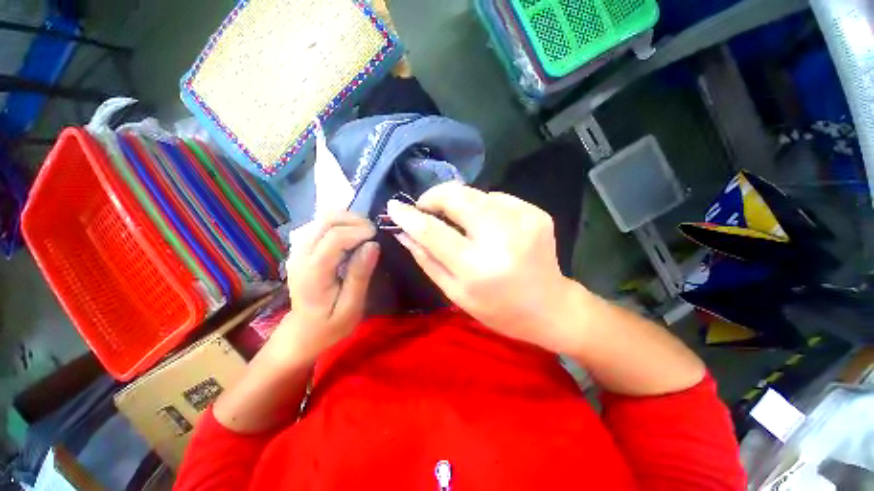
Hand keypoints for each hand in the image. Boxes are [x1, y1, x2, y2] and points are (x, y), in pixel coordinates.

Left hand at [268, 212, 379, 363]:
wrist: (303, 332)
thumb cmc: (330, 325)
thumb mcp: (351, 307)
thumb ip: (360, 276)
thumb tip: (373, 245)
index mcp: (314, 272)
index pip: (335, 238)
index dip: (358, 231)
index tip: (376, 236)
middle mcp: (301, 256)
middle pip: (326, 221)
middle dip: (353, 220)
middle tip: (372, 231)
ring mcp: (298, 250)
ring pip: (322, 219)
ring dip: (346, 219)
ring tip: (364, 231)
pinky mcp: (301, 249)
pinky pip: (320, 225)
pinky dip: (339, 223)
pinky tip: (351, 234)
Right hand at [387, 182, 577, 352]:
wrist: (550, 307)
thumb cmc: (498, 309)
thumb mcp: (456, 293)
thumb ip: (427, 260)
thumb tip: (404, 232)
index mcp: (478, 268)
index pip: (433, 231)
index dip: (409, 216)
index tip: (394, 206)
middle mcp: (502, 238)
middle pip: (457, 197)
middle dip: (435, 196)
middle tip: (426, 208)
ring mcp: (523, 220)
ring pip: (475, 193)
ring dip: (458, 202)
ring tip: (457, 221)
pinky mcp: (536, 213)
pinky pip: (497, 198)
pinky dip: (483, 206)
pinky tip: (486, 225)